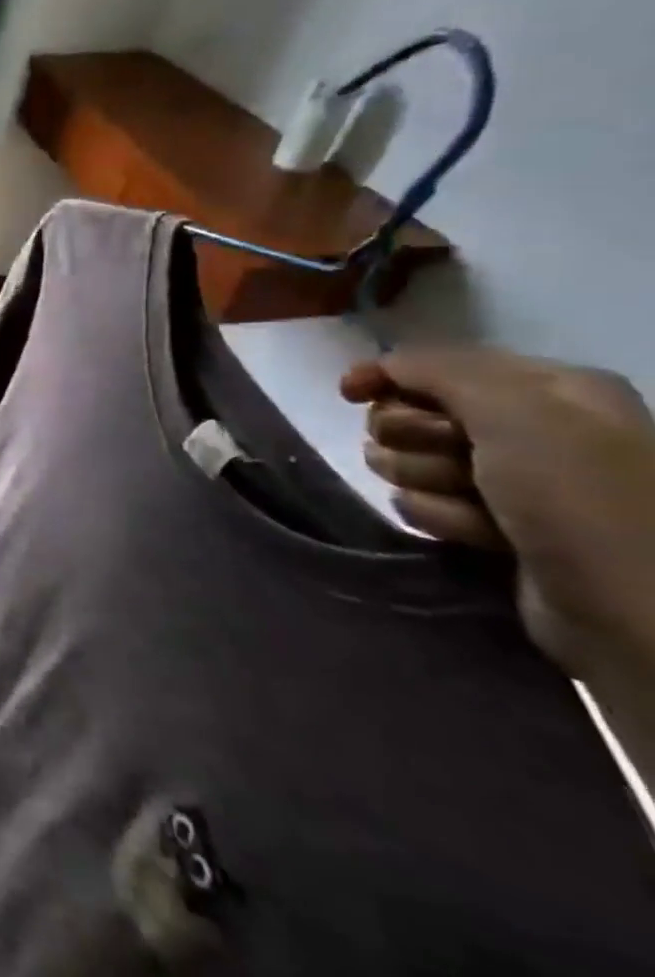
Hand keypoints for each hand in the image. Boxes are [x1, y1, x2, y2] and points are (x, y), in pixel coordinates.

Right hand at [341, 349, 654, 679]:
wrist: (635, 612)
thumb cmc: (581, 498)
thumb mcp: (516, 412)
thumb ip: (439, 371)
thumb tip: (381, 366)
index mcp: (551, 388)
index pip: (435, 364)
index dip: (387, 375)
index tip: (350, 394)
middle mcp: (534, 426)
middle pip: (413, 414)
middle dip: (415, 439)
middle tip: (455, 462)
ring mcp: (513, 479)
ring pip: (411, 461)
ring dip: (428, 484)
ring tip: (478, 509)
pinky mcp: (494, 522)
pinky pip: (426, 504)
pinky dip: (443, 517)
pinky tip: (482, 536)